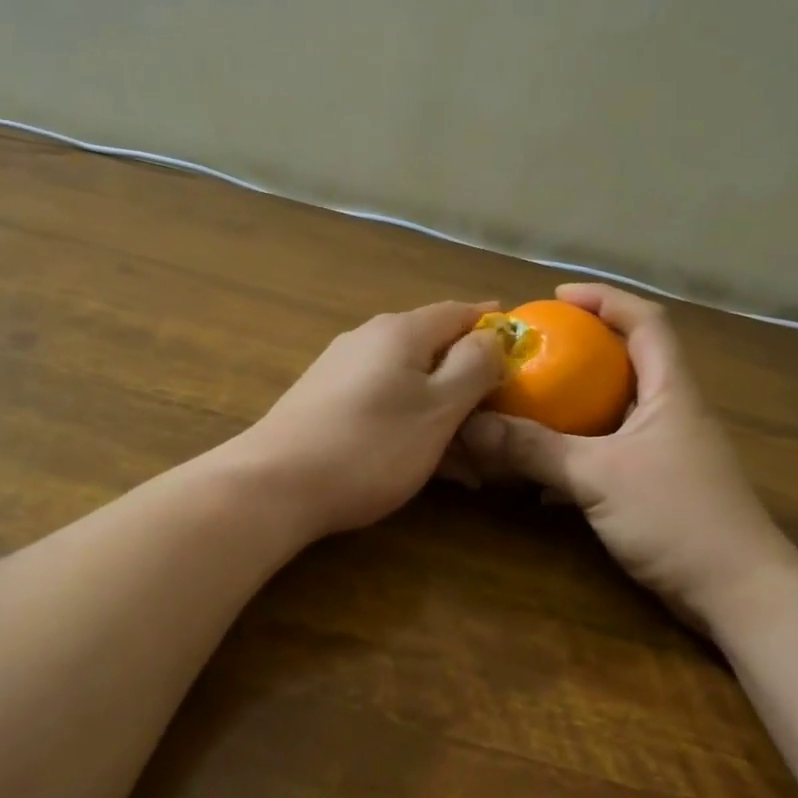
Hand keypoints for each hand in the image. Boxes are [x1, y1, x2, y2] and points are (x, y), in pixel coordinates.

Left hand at [225, 301, 504, 537]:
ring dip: (441, 412)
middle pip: (432, 348)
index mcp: (400, 331)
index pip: (459, 312)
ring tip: (468, 458)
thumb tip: (492, 335)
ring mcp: (340, 371)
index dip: (493, 327)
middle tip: (498, 418)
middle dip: (469, 381)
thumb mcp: (438, 408)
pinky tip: (421, 461)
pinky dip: (409, 424)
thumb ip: (474, 366)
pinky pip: (381, 403)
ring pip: (407, 382)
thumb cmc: (370, 445)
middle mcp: (367, 340)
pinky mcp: (322, 402)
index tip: (522, 350)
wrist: (275, 485)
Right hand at [455, 284, 795, 624]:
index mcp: (670, 391)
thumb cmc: (677, 516)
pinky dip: (577, 455)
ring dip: (574, 407)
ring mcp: (668, 452)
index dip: (604, 299)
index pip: (645, 321)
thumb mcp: (598, 476)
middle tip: (532, 354)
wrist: (738, 592)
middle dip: (581, 351)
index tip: (556, 296)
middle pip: (628, 362)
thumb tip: (473, 425)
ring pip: (615, 413)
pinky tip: (542, 477)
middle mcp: (672, 412)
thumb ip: (535, 449)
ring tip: (528, 407)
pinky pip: (610, 454)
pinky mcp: (660, 487)